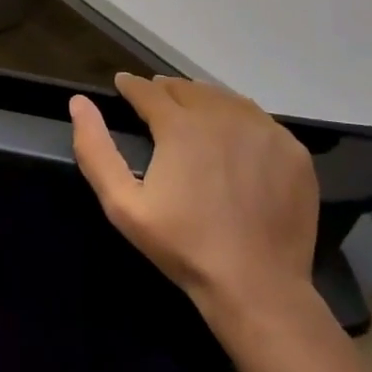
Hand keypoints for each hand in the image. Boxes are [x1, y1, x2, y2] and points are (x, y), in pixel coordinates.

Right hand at [70, 74, 319, 317]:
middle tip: (156, 102)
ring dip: (203, 100)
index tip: (123, 85)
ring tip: (192, 113)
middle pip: (188, 89)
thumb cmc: (183, 246)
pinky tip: (233, 139)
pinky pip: (259, 121)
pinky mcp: (292, 150)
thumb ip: (96, 150)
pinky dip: (240, 120)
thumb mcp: (123, 205)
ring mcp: (264, 130)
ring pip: (225, 99)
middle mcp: (223, 115)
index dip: (131, 86)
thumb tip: (79, 103)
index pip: (149, 90)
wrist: (257, 286)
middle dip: (167, 91)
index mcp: (181, 125)